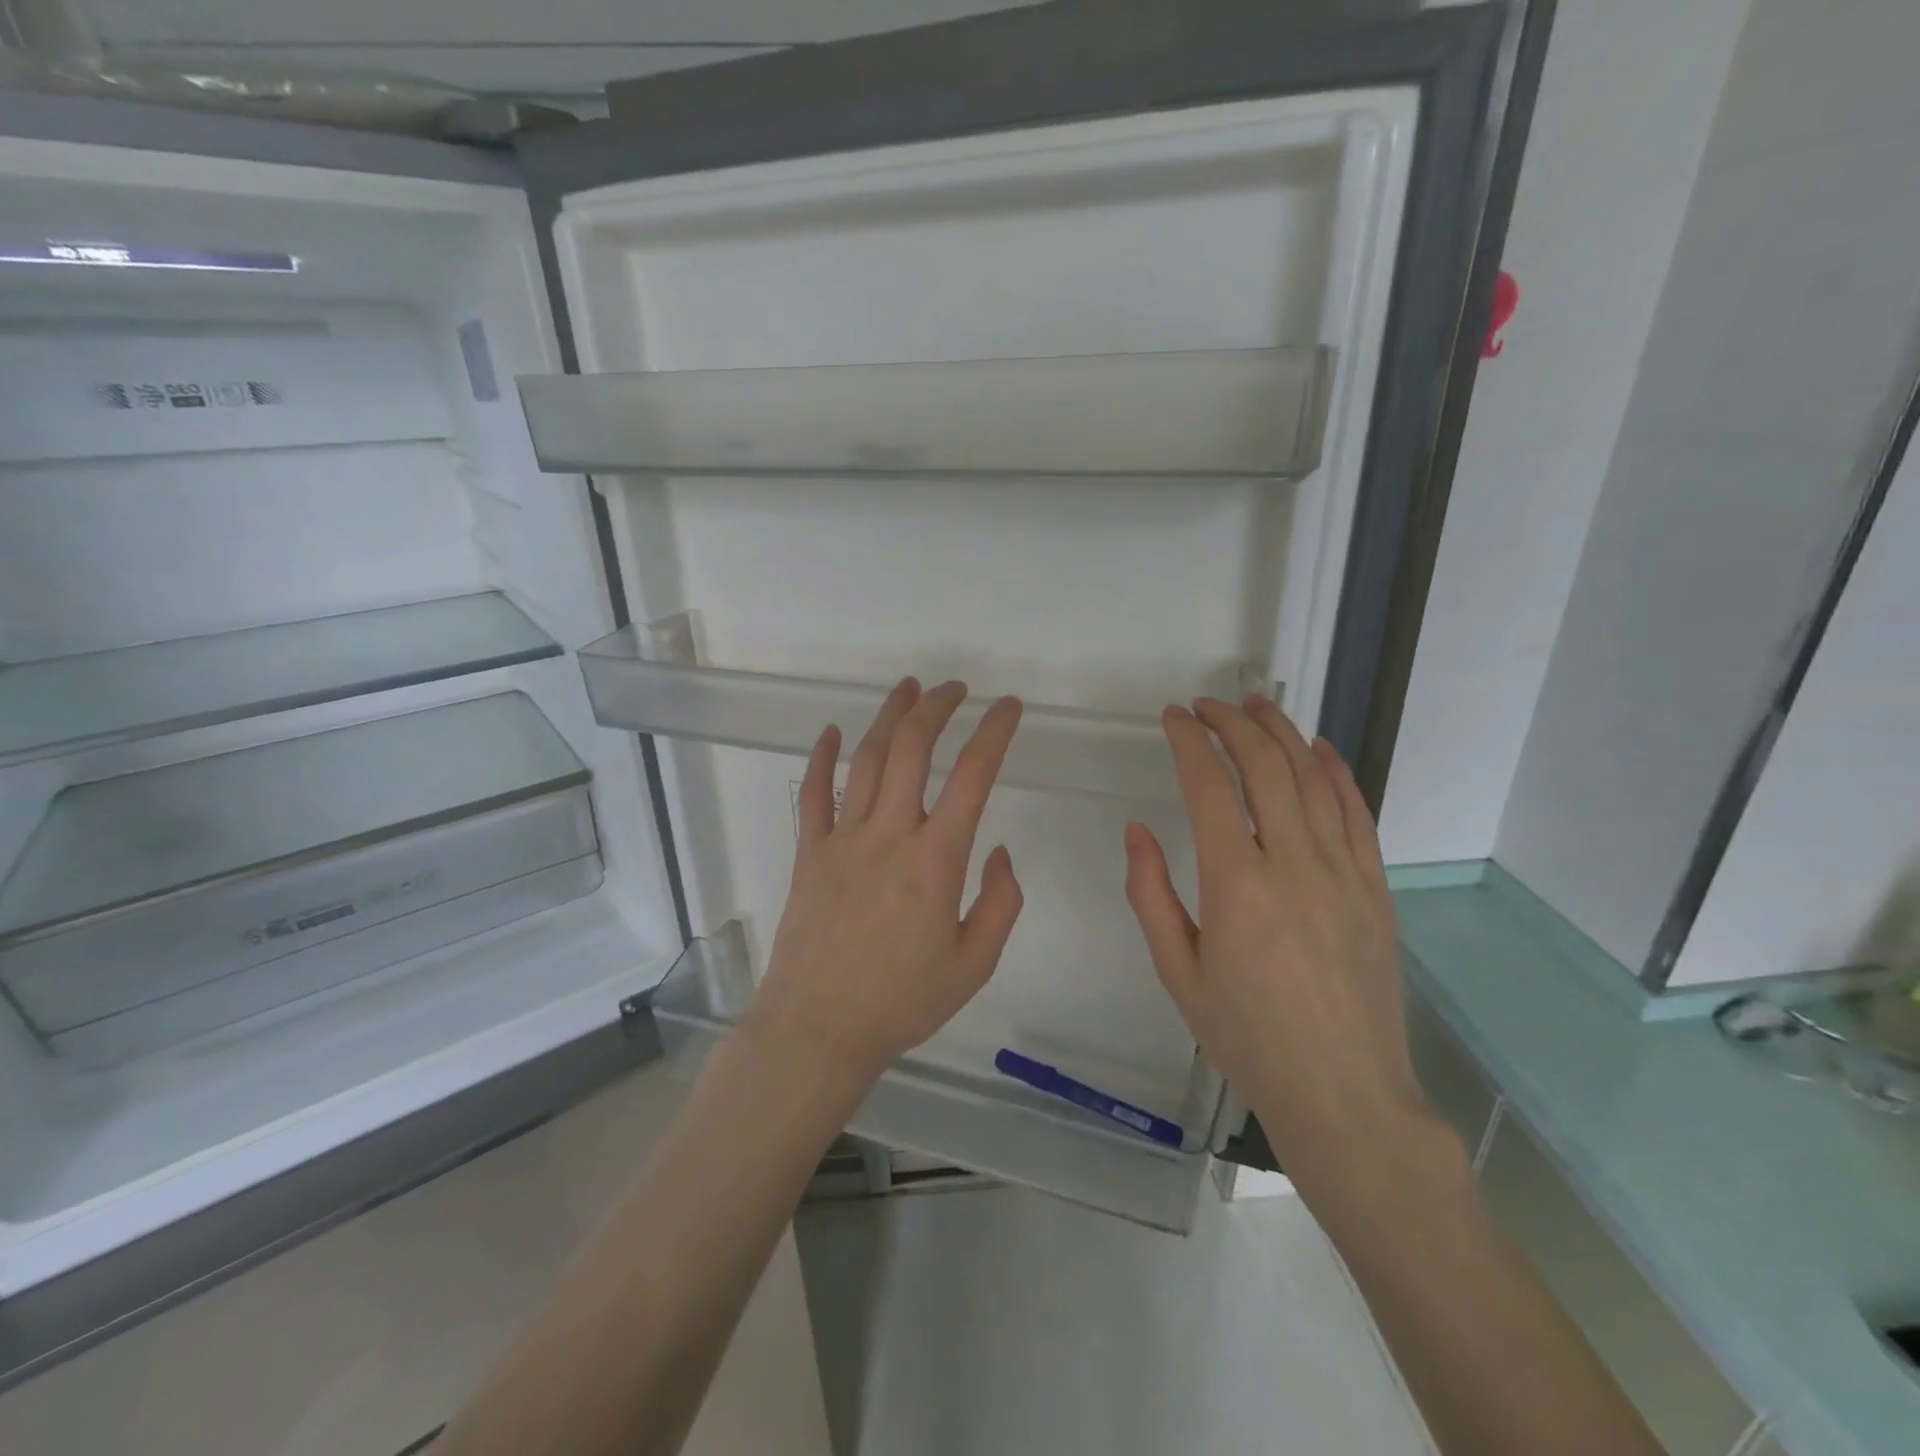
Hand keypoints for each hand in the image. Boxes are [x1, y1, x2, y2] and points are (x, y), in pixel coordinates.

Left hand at [746, 678, 1025, 1083]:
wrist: (818, 1029)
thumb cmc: (902, 1002)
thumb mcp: (974, 964)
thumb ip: (1000, 903)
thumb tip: (998, 851)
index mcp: (936, 860)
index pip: (973, 776)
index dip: (995, 732)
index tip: (1010, 708)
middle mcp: (889, 834)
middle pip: (912, 749)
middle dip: (938, 707)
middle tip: (956, 688)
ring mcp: (843, 839)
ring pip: (865, 759)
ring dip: (889, 717)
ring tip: (909, 689)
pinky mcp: (810, 852)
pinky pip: (814, 794)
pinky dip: (823, 758)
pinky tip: (833, 731)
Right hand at [1123, 697, 1428, 1188]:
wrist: (1344, 1094)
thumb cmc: (1247, 1037)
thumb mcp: (1177, 972)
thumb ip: (1150, 894)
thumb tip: (1138, 830)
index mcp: (1236, 885)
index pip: (1209, 787)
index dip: (1189, 742)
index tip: (1172, 718)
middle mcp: (1293, 864)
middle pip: (1265, 766)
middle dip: (1232, 724)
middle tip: (1207, 706)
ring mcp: (1343, 872)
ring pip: (1313, 778)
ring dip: (1282, 733)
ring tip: (1257, 705)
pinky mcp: (1375, 887)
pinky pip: (1356, 812)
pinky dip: (1335, 771)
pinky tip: (1318, 748)